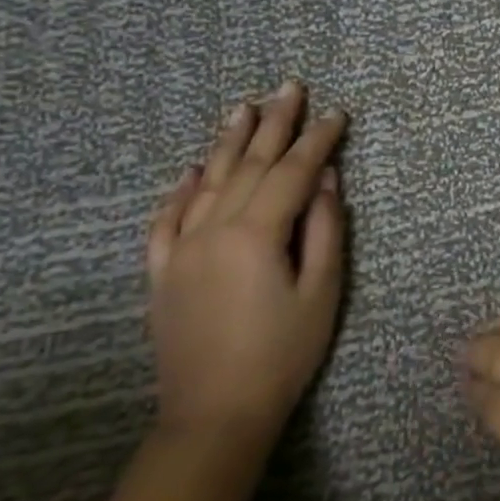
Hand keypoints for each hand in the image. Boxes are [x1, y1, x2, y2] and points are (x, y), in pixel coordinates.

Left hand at [145, 81, 346, 442]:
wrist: (215, 414)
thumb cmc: (283, 353)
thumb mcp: (322, 291)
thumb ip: (325, 229)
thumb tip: (327, 179)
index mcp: (256, 233)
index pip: (293, 172)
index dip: (317, 140)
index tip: (337, 113)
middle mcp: (213, 229)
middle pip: (248, 164)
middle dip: (274, 123)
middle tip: (289, 86)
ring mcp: (182, 249)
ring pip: (207, 181)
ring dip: (228, 142)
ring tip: (243, 107)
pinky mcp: (163, 272)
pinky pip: (167, 219)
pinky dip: (180, 190)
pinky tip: (190, 170)